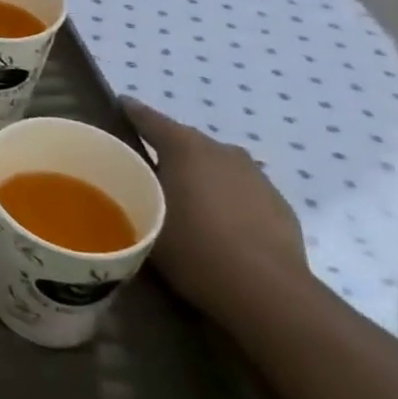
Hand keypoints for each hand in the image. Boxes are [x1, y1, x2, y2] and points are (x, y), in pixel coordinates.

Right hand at [120, 97, 310, 329]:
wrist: (267, 292)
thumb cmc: (193, 247)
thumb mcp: (146, 216)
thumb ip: (137, 188)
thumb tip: (131, 175)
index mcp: (185, 146)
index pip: (149, 118)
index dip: (130, 111)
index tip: (118, 106)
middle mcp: (222, 151)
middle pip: (186, 142)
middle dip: (167, 152)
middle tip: (147, 172)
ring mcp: (256, 177)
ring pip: (217, 167)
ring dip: (200, 176)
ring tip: (185, 202)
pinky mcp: (279, 204)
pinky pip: (241, 191)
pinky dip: (226, 199)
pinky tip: (219, 226)